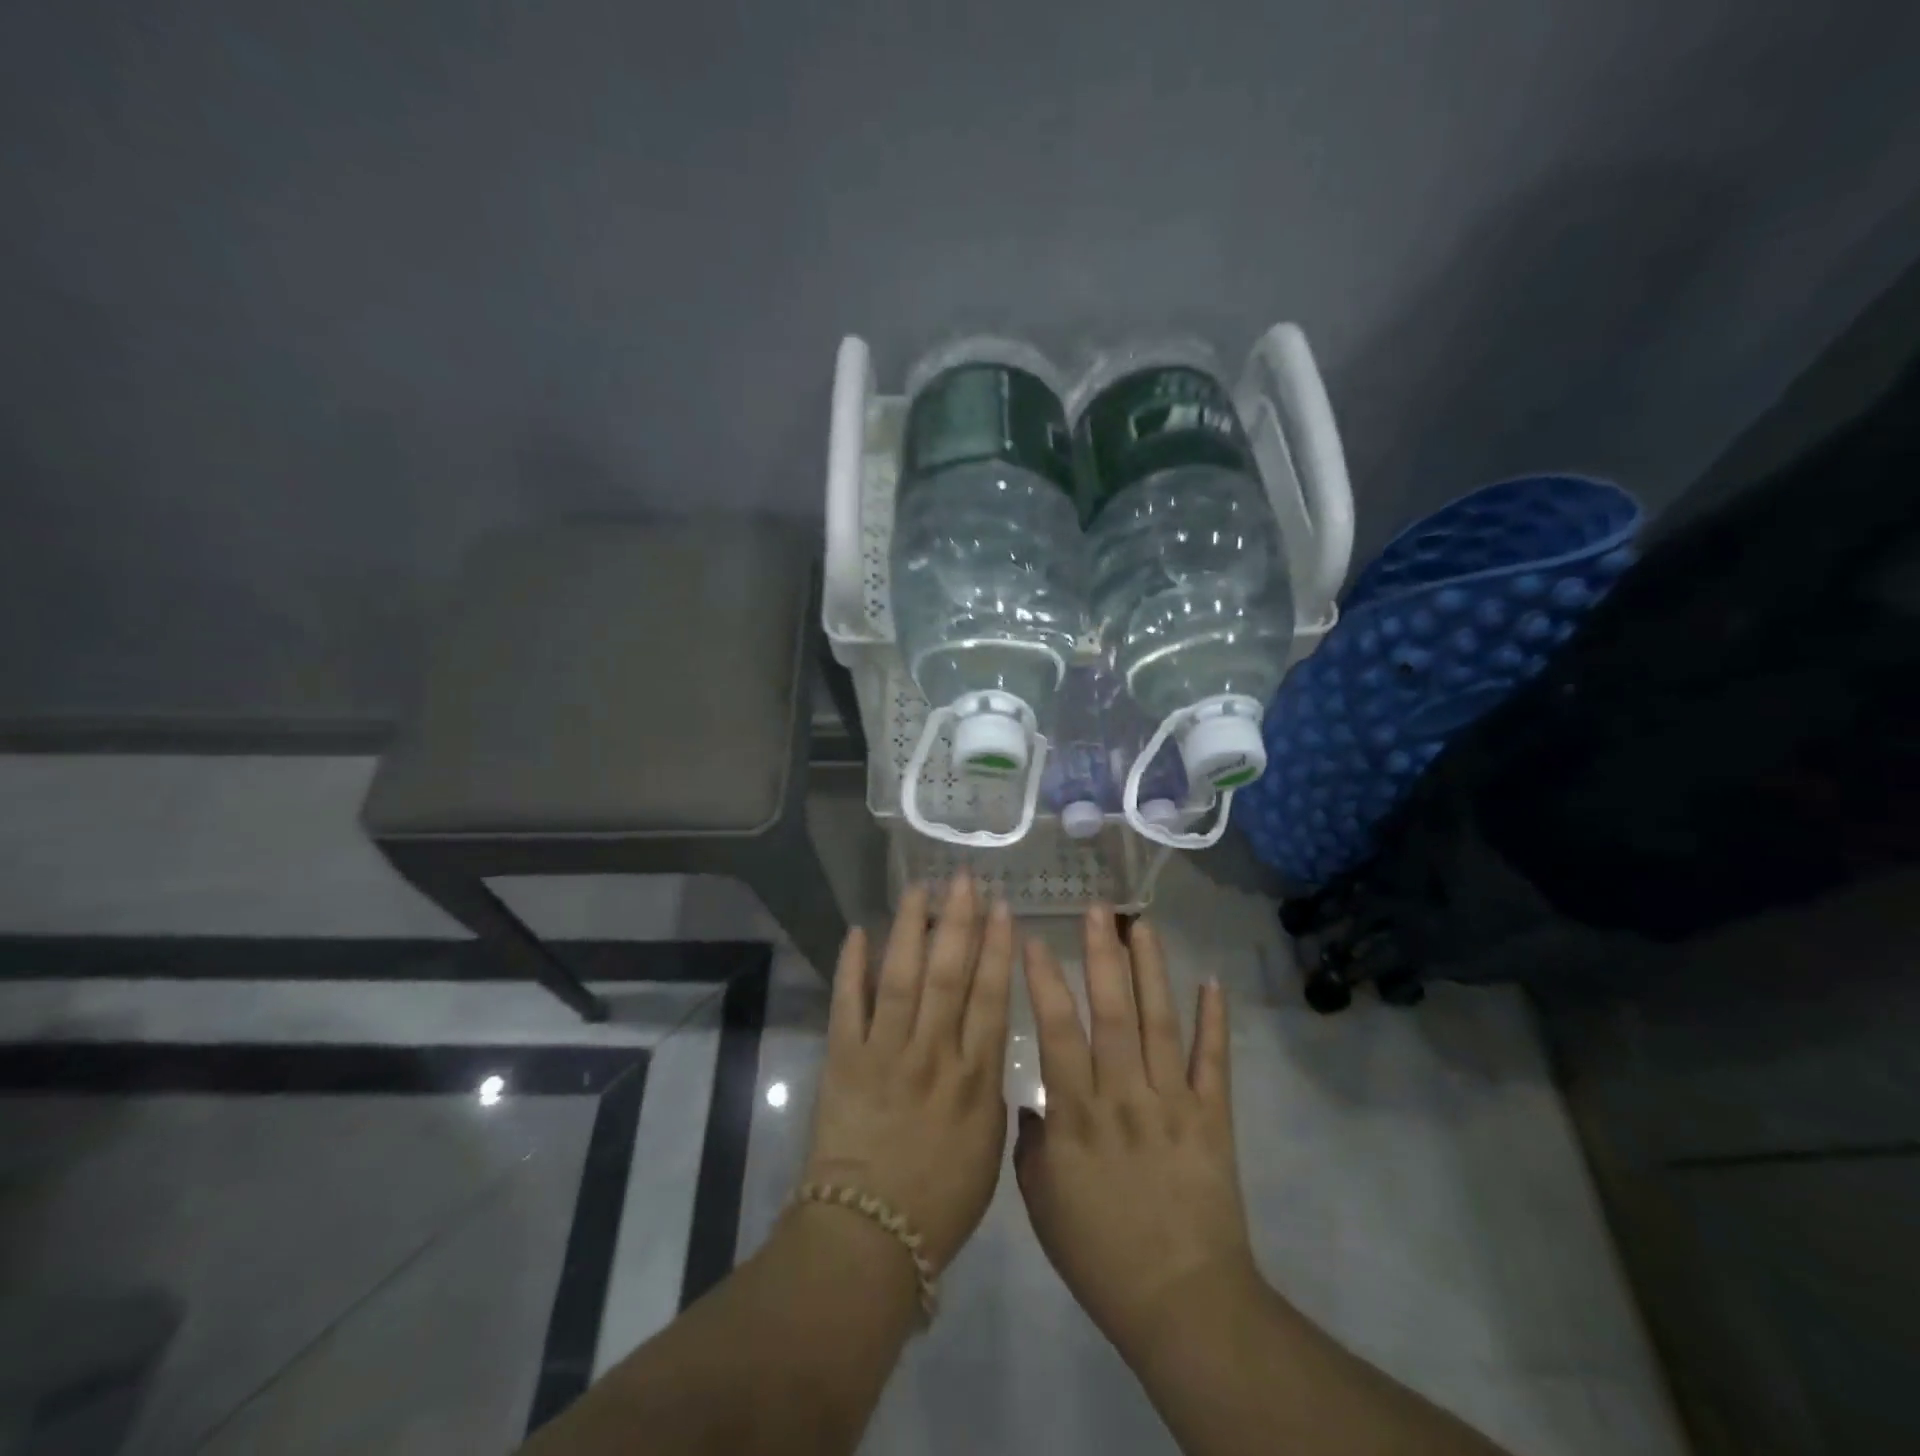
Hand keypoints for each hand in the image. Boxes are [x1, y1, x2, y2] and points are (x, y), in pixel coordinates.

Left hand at [801, 873, 1013, 1270]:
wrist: (870, 1237)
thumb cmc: (941, 1199)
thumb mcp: (988, 1147)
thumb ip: (990, 1087)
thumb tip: (986, 1039)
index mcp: (974, 1077)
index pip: (989, 996)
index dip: (996, 948)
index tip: (1002, 908)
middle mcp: (932, 1053)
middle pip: (948, 975)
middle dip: (958, 922)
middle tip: (965, 879)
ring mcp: (885, 1052)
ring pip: (901, 977)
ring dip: (911, 930)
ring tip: (920, 889)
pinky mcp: (844, 1060)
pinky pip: (848, 1005)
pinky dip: (852, 967)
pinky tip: (857, 931)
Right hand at [1016, 909, 1255, 1358]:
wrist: (1182, 1304)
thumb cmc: (1100, 1256)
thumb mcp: (1042, 1204)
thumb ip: (1032, 1144)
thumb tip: (1035, 1102)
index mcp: (1077, 1114)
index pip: (1056, 1031)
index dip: (1044, 981)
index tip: (1034, 939)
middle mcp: (1124, 1094)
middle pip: (1112, 1012)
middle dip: (1103, 955)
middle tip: (1097, 908)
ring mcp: (1173, 1102)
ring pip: (1160, 1022)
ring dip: (1152, 970)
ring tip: (1143, 924)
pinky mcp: (1214, 1117)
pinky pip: (1215, 1061)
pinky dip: (1216, 1021)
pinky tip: (1212, 981)